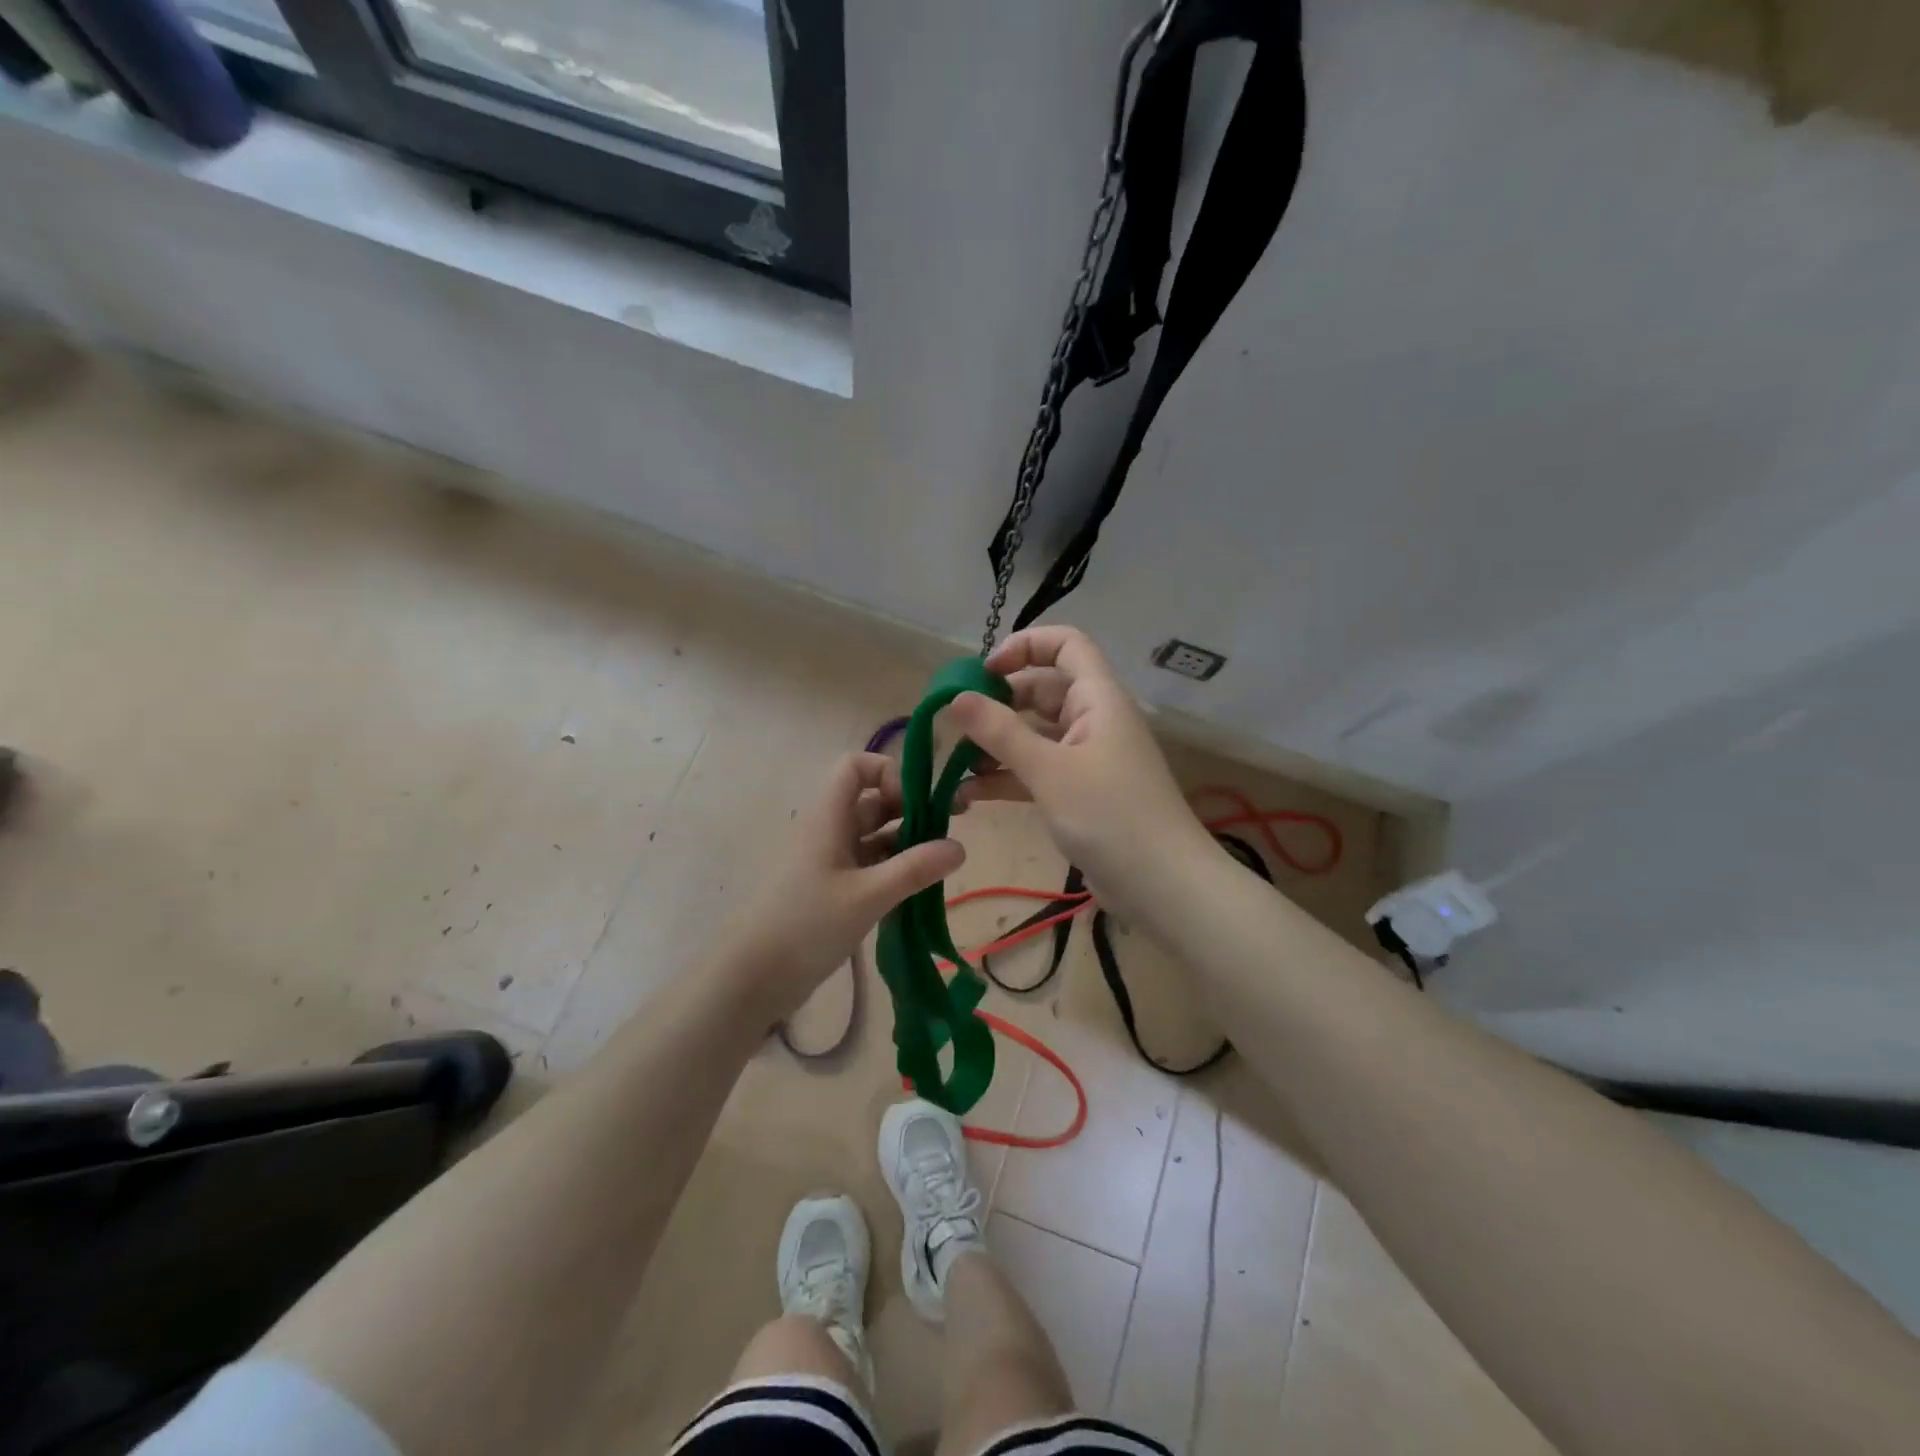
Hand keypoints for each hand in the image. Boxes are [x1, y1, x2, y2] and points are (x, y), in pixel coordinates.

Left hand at [717, 752, 965, 1021]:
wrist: (752, 977)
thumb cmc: (807, 925)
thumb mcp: (868, 896)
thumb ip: (915, 869)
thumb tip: (960, 846)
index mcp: (828, 816)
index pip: (856, 766)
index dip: (889, 772)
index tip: (917, 802)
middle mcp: (828, 830)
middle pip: (872, 800)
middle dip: (911, 808)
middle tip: (951, 829)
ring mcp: (828, 860)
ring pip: (873, 834)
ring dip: (906, 841)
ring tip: (940, 863)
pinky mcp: (831, 889)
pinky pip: (868, 864)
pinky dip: (893, 868)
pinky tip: (918, 887)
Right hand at [948, 626, 1212, 920]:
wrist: (1163, 886)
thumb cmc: (1110, 816)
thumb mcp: (1049, 770)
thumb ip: (1000, 732)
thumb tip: (956, 697)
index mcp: (1098, 698)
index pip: (1066, 645)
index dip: (1024, 646)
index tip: (983, 672)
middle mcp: (1094, 720)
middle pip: (1043, 691)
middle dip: (998, 703)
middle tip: (957, 724)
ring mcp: (1088, 758)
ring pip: (1035, 735)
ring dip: (996, 745)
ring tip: (954, 764)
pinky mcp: (1079, 793)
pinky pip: (1037, 771)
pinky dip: (1006, 778)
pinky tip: (968, 796)